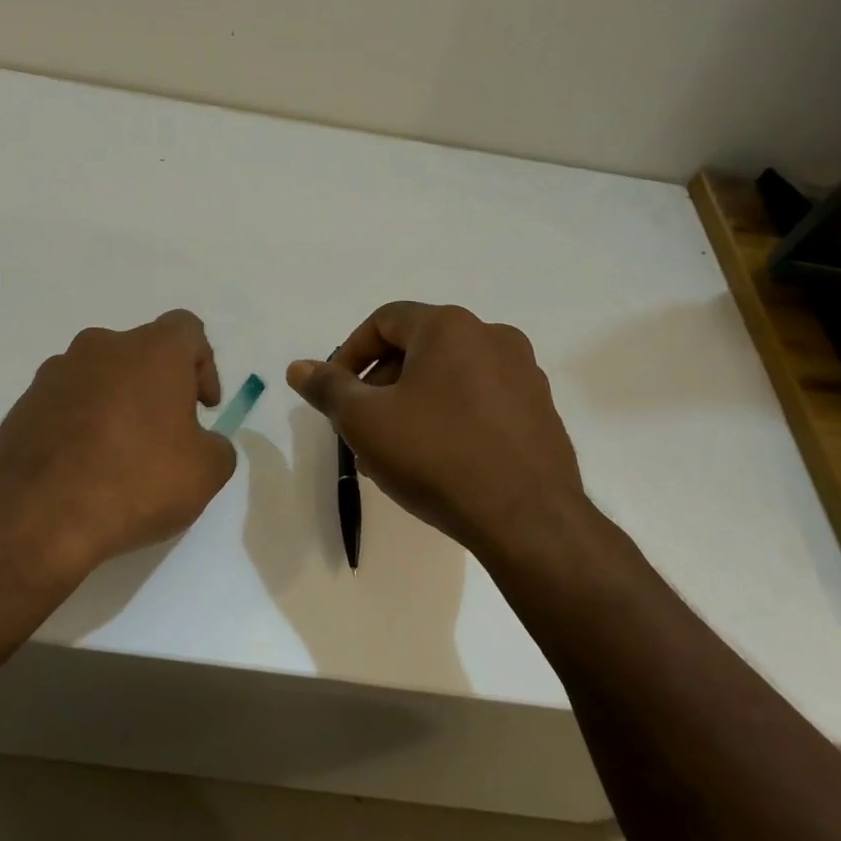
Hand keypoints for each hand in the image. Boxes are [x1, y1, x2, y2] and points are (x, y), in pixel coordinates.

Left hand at [0, 309, 237, 575]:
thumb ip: (217, 446)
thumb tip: (203, 443)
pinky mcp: (23, 404)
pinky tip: (84, 469)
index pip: (187, 329)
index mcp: (152, 350)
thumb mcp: (206, 473)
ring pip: (100, 378)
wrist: (39, 517)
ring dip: (117, 405)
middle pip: (141, 353)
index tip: (203, 408)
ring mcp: (55, 373)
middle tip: (166, 435)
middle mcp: (101, 347)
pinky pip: (66, 404)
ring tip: (120, 456)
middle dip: (158, 388)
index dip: (203, 365)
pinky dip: (81, 425)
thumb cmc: (136, 482)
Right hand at [286, 302, 589, 558]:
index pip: (384, 320)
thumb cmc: (437, 457)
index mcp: (450, 327)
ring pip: (450, 376)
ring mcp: (524, 374)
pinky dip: (451, 416)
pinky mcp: (541, 410)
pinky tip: (439, 459)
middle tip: (362, 426)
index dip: (350, 353)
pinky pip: (481, 399)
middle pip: (418, 347)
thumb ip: (328, 388)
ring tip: (396, 450)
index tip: (336, 394)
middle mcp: (493, 337)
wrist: (528, 520)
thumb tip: (299, 367)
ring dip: (413, 402)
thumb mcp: (366, 422)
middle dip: (381, 383)